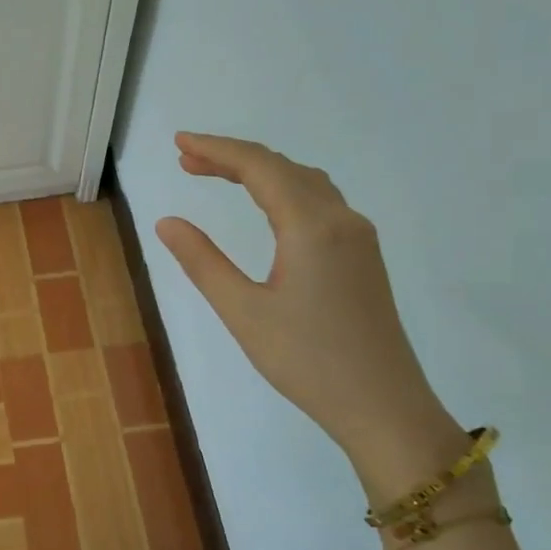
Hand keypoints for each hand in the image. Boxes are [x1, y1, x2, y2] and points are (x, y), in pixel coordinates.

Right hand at [155, 133, 463, 496]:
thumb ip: (203, 262)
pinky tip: (265, 206)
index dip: (217, 149)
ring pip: (305, 182)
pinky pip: (320, 202)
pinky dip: (283, 190)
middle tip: (187, 159)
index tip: (179, 142)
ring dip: (260, 171)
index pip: (259, 168)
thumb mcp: (243, 312)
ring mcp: (358, 237)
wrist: (384, 406)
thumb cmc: (307, 361)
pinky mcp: (363, 257)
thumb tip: (167, 222)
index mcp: (312, 227)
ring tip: (216, 174)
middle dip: (233, 157)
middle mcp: (341, 220)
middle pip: (283, 168)